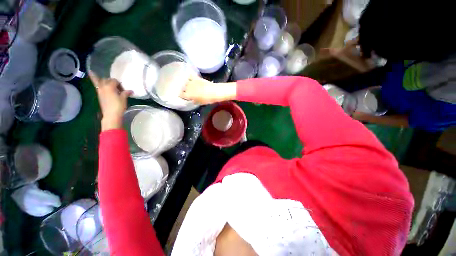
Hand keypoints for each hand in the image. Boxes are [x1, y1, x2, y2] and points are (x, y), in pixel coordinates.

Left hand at [89, 72, 131, 130]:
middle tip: (117, 87)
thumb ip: (126, 93)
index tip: (123, 89)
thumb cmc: (118, 106)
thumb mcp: (124, 99)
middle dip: (112, 81)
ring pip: (99, 81)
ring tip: (96, 73)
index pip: (115, 81)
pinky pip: (96, 84)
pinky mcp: (99, 95)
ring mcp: (99, 90)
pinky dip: (93, 78)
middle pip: (107, 80)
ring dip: (102, 79)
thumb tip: (130, 91)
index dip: (119, 84)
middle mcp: (103, 86)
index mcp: (110, 86)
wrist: (111, 115)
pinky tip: (91, 73)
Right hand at [180, 75, 235, 104]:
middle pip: (182, 87)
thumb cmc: (208, 99)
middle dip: (183, 89)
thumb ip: (193, 100)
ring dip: (186, 84)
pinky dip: (189, 77)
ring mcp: (192, 81)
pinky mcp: (196, 77)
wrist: (215, 92)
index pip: (180, 94)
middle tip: (186, 91)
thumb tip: (191, 99)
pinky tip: (190, 78)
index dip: (181, 95)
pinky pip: (190, 76)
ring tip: (188, 85)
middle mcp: (187, 87)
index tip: (183, 96)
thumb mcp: (200, 102)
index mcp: (188, 95)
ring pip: (185, 82)